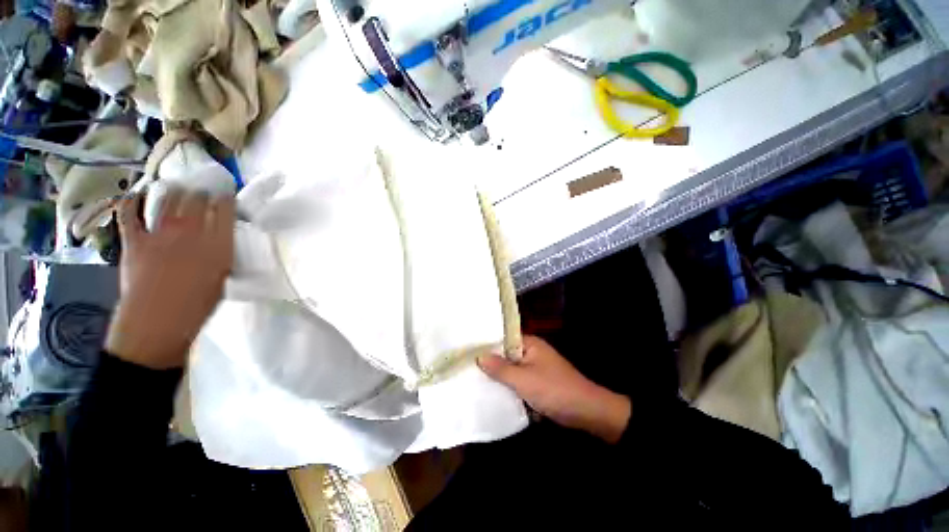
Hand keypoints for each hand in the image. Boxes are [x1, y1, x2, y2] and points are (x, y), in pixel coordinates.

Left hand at [105, 189, 234, 368]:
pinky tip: (136, 195)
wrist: (158, 322)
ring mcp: (159, 233)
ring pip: (167, 199)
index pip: (225, 209)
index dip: (226, 198)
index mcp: (218, 243)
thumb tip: (218, 239)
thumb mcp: (222, 276)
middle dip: (201, 192)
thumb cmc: (199, 304)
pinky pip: (129, 214)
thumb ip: (221, 252)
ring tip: (177, 188)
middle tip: (203, 192)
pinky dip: (131, 201)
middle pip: (196, 199)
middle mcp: (190, 231)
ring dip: (173, 190)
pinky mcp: (134, 240)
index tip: (227, 196)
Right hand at [478, 336, 631, 442]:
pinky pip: (518, 380)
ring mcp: (535, 367)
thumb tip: (479, 356)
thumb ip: (500, 368)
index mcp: (529, 344)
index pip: (502, 338)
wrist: (587, 412)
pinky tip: (492, 392)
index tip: (466, 350)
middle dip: (490, 362)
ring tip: (473, 379)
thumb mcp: (524, 380)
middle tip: (466, 366)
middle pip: (505, 354)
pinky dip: (508, 385)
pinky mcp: (537, 382)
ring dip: (498, 375)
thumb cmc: (554, 390)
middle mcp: (531, 352)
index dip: (486, 344)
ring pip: (511, 369)